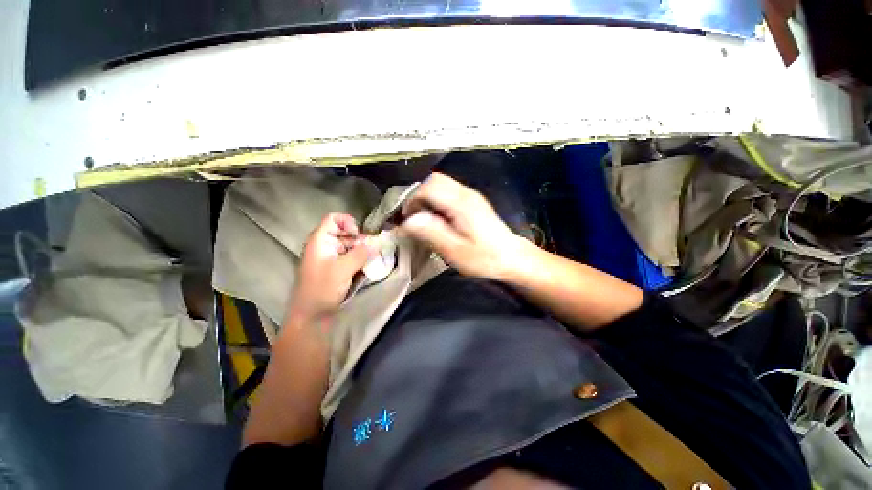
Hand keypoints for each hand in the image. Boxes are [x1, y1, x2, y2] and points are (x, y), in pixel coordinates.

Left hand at [287, 213, 374, 325]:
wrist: (311, 316)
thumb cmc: (322, 289)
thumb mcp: (343, 269)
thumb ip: (361, 254)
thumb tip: (376, 245)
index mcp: (320, 240)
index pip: (334, 219)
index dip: (348, 223)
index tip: (359, 236)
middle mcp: (325, 246)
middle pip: (345, 233)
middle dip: (360, 240)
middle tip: (371, 251)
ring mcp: (330, 258)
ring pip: (350, 246)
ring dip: (362, 252)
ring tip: (371, 261)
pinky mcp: (336, 268)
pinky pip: (350, 258)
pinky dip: (359, 261)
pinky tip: (365, 269)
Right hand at [400, 173, 527, 279]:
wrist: (512, 258)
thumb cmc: (485, 258)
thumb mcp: (455, 251)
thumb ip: (432, 233)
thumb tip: (407, 221)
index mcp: (461, 203)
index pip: (429, 187)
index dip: (412, 200)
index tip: (406, 219)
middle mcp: (466, 193)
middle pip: (434, 180)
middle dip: (418, 196)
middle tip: (413, 217)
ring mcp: (471, 196)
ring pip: (441, 184)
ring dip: (427, 198)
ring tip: (423, 219)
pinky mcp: (473, 202)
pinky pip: (448, 192)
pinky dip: (436, 201)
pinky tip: (438, 219)